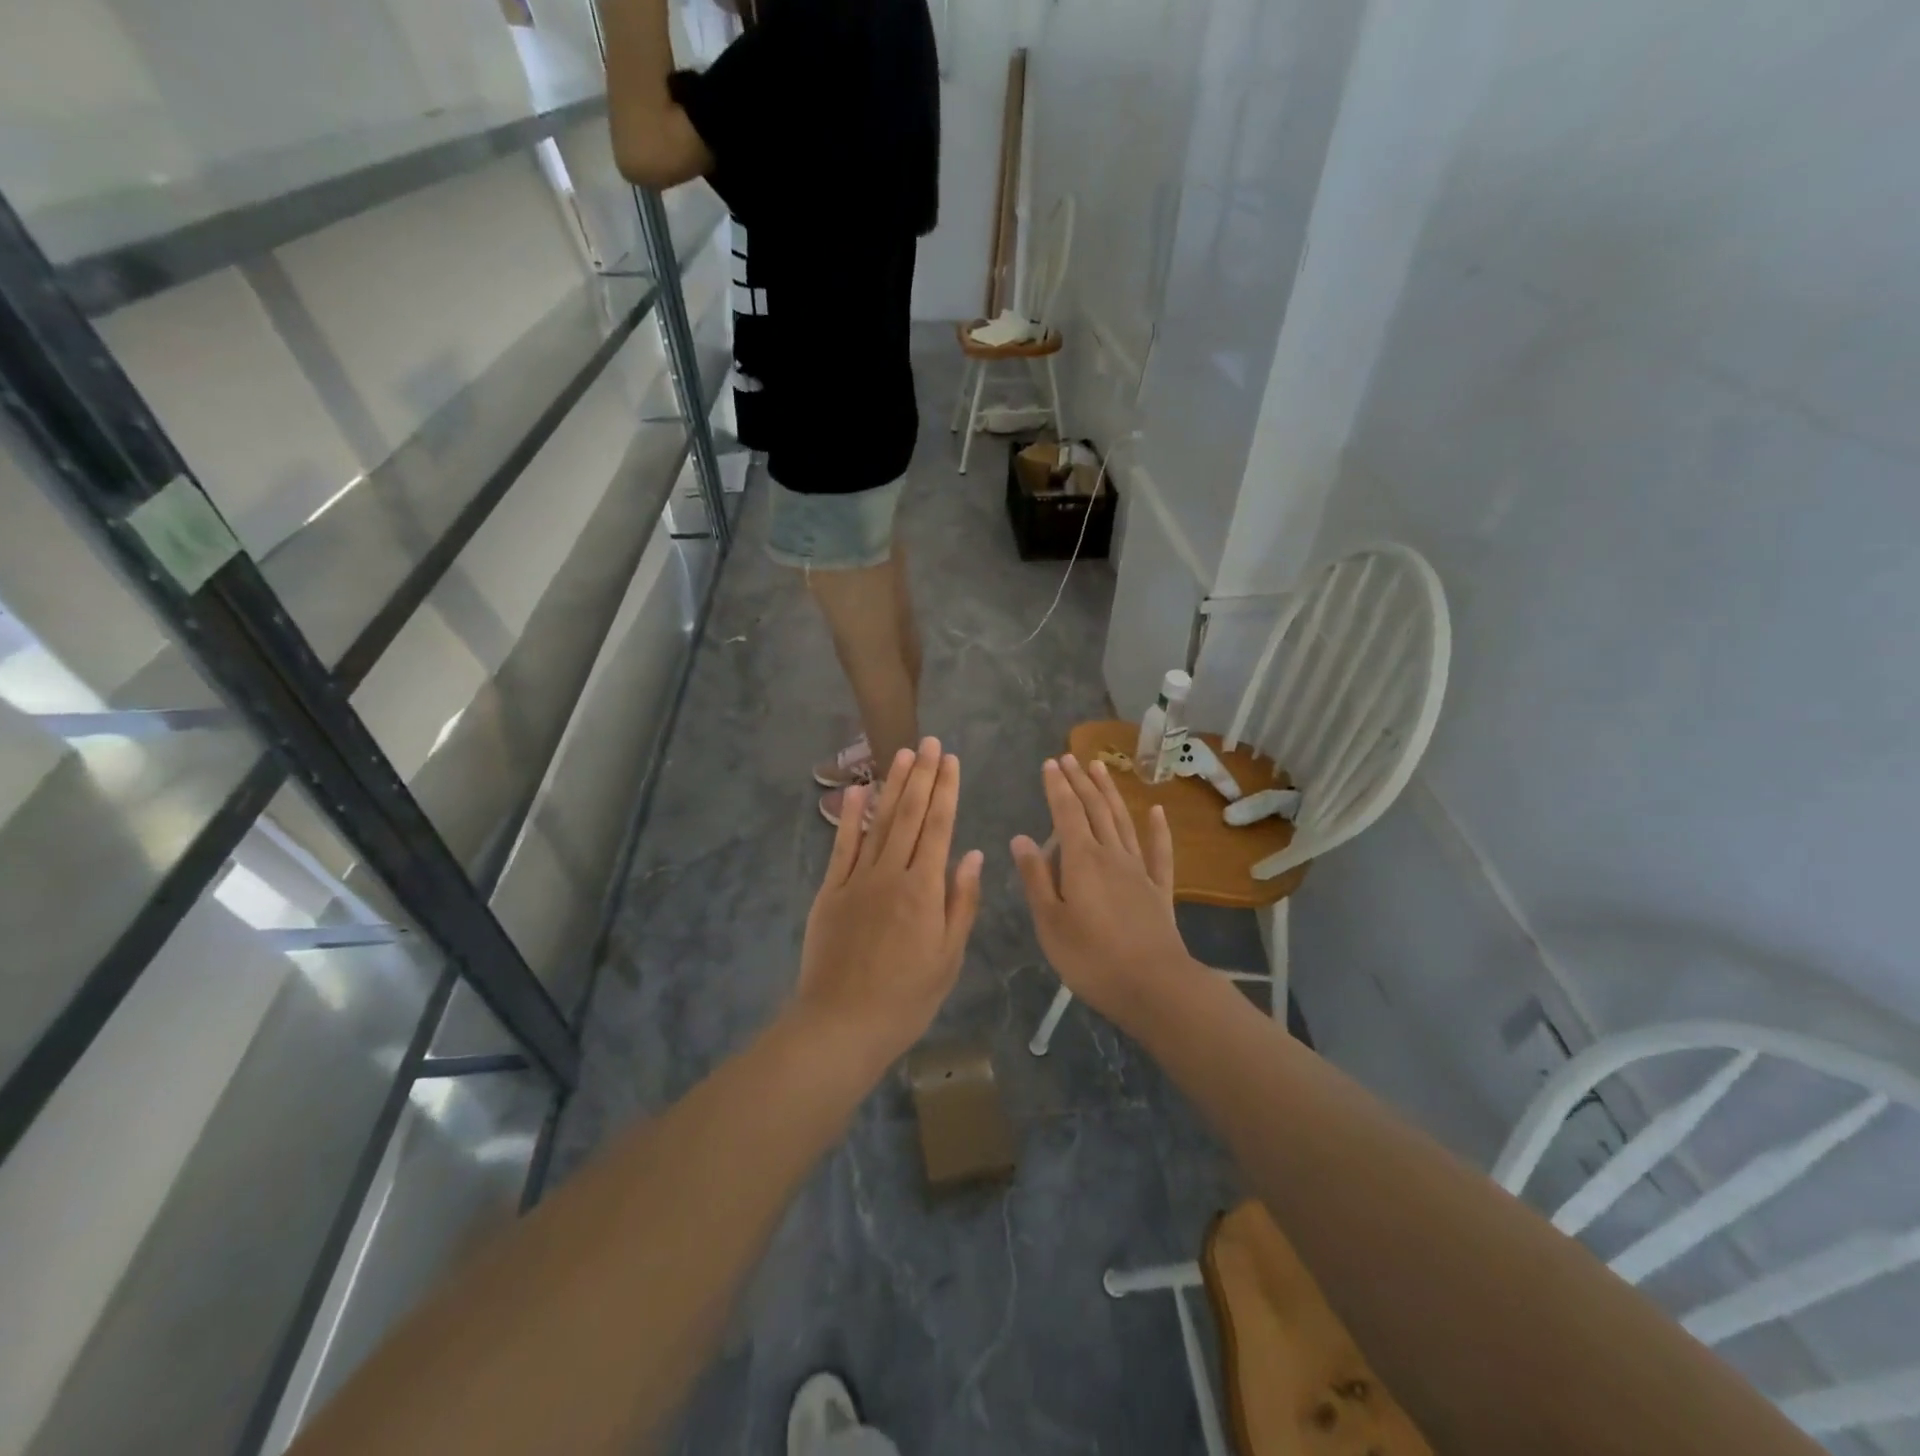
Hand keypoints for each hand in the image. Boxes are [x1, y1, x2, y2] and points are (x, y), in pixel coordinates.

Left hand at [795, 738, 984, 1067]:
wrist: (842, 1024)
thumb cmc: (906, 998)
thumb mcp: (948, 957)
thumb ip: (960, 902)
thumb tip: (972, 854)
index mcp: (924, 889)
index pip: (939, 827)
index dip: (946, 790)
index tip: (951, 760)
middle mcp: (891, 873)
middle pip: (910, 815)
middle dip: (922, 776)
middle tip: (929, 742)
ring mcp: (856, 879)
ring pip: (879, 822)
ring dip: (892, 786)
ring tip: (902, 754)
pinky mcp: (830, 891)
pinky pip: (843, 846)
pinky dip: (851, 817)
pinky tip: (859, 792)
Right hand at [1011, 755, 1194, 1029]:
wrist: (1154, 986)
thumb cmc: (1091, 958)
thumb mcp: (1050, 922)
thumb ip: (1036, 878)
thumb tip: (1021, 838)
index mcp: (1081, 861)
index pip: (1066, 814)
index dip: (1057, 787)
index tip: (1050, 763)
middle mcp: (1111, 855)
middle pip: (1094, 810)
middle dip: (1080, 782)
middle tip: (1070, 757)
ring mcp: (1139, 871)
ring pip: (1122, 822)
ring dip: (1110, 793)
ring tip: (1100, 768)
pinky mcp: (1159, 890)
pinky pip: (1159, 852)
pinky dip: (1157, 829)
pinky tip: (1156, 811)